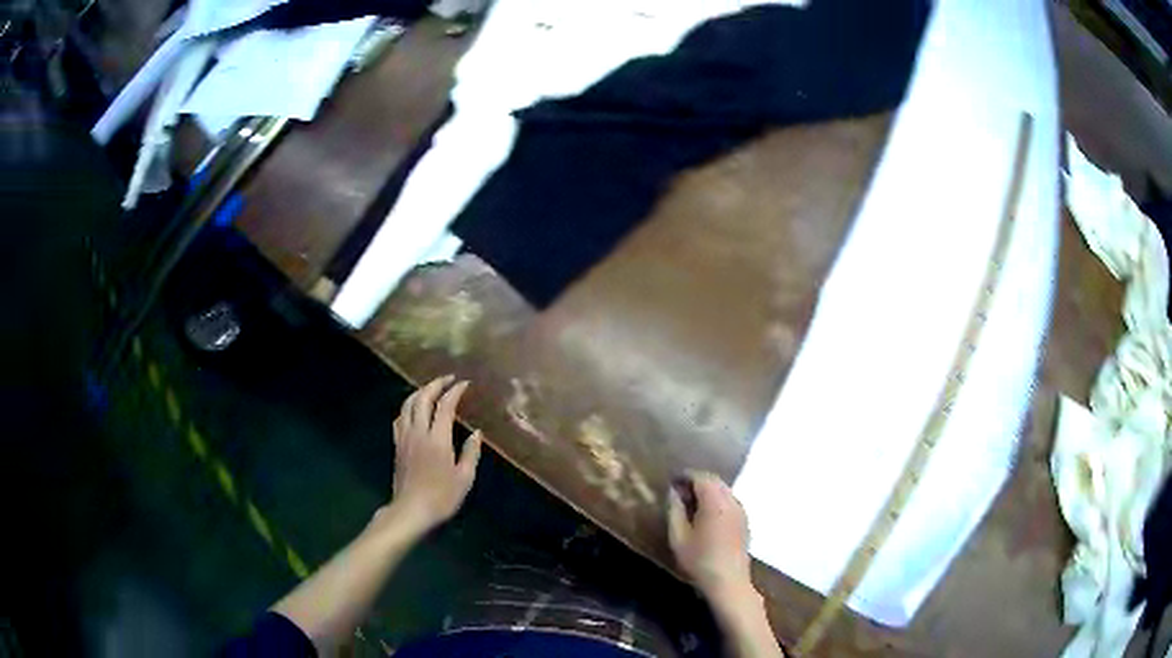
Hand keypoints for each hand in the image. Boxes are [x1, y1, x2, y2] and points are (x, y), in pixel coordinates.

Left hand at [386, 375, 482, 535]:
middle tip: (448, 379)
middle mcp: (419, 432)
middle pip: (422, 398)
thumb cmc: (442, 497)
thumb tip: (476, 433)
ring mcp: (405, 437)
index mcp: (437, 439)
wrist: (411, 510)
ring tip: (431, 388)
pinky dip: (408, 407)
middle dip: (435, 384)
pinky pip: (400, 417)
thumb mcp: (464, 478)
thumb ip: (471, 453)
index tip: (465, 384)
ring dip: (420, 392)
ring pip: (407, 405)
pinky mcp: (397, 445)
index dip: (455, 391)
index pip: (445, 406)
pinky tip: (413, 409)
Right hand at [667, 471, 754, 602]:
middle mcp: (731, 501)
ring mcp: (741, 510)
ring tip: (690, 504)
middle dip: (696, 482)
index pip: (701, 477)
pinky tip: (706, 516)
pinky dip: (717, 500)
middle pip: (714, 480)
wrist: (728, 581)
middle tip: (679, 493)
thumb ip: (675, 510)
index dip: (685, 476)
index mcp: (715, 501)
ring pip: (723, 490)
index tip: (671, 482)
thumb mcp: (678, 536)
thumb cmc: (699, 560)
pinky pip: (729, 501)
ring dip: (707, 491)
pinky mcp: (744, 521)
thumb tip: (674, 492)